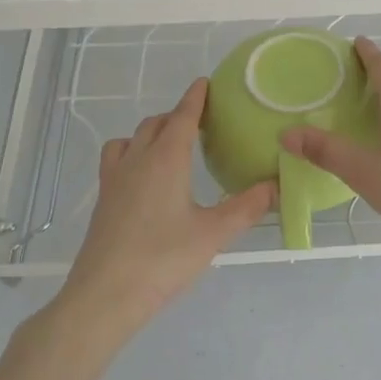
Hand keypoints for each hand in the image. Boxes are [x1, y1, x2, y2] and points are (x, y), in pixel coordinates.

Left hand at [62, 79, 272, 326]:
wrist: (104, 297)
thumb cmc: (163, 259)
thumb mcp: (214, 234)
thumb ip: (248, 207)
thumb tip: (277, 185)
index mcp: (166, 160)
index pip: (182, 117)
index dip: (195, 98)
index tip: (205, 82)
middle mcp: (137, 161)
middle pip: (154, 124)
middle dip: (176, 115)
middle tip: (199, 121)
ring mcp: (114, 181)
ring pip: (130, 140)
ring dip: (150, 133)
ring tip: (169, 146)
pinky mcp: (103, 202)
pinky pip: (116, 160)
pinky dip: (132, 154)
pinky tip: (145, 179)